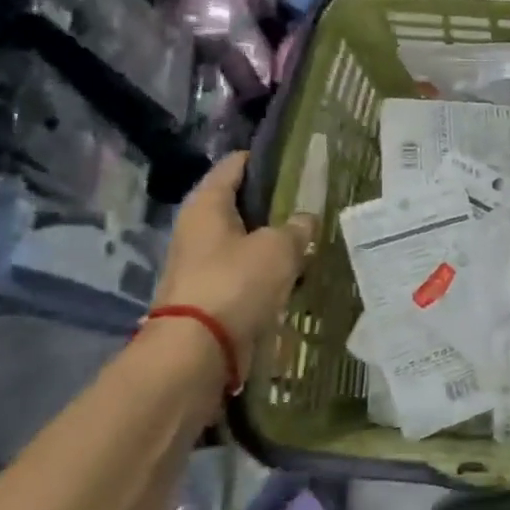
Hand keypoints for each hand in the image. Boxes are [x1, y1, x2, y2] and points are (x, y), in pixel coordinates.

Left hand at [153, 152, 317, 367]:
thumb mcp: (279, 248)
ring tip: (310, 238)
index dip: (262, 159)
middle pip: (239, 206)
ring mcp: (202, 266)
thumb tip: (305, 220)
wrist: (198, 351)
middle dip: (273, 204)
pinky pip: (246, 274)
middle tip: (310, 201)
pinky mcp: (212, 297)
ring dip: (272, 242)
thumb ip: (297, 228)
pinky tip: (296, 274)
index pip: (233, 166)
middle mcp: (198, 231)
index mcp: (207, 206)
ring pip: (244, 242)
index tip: (293, 158)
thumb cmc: (236, 283)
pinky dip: (268, 272)